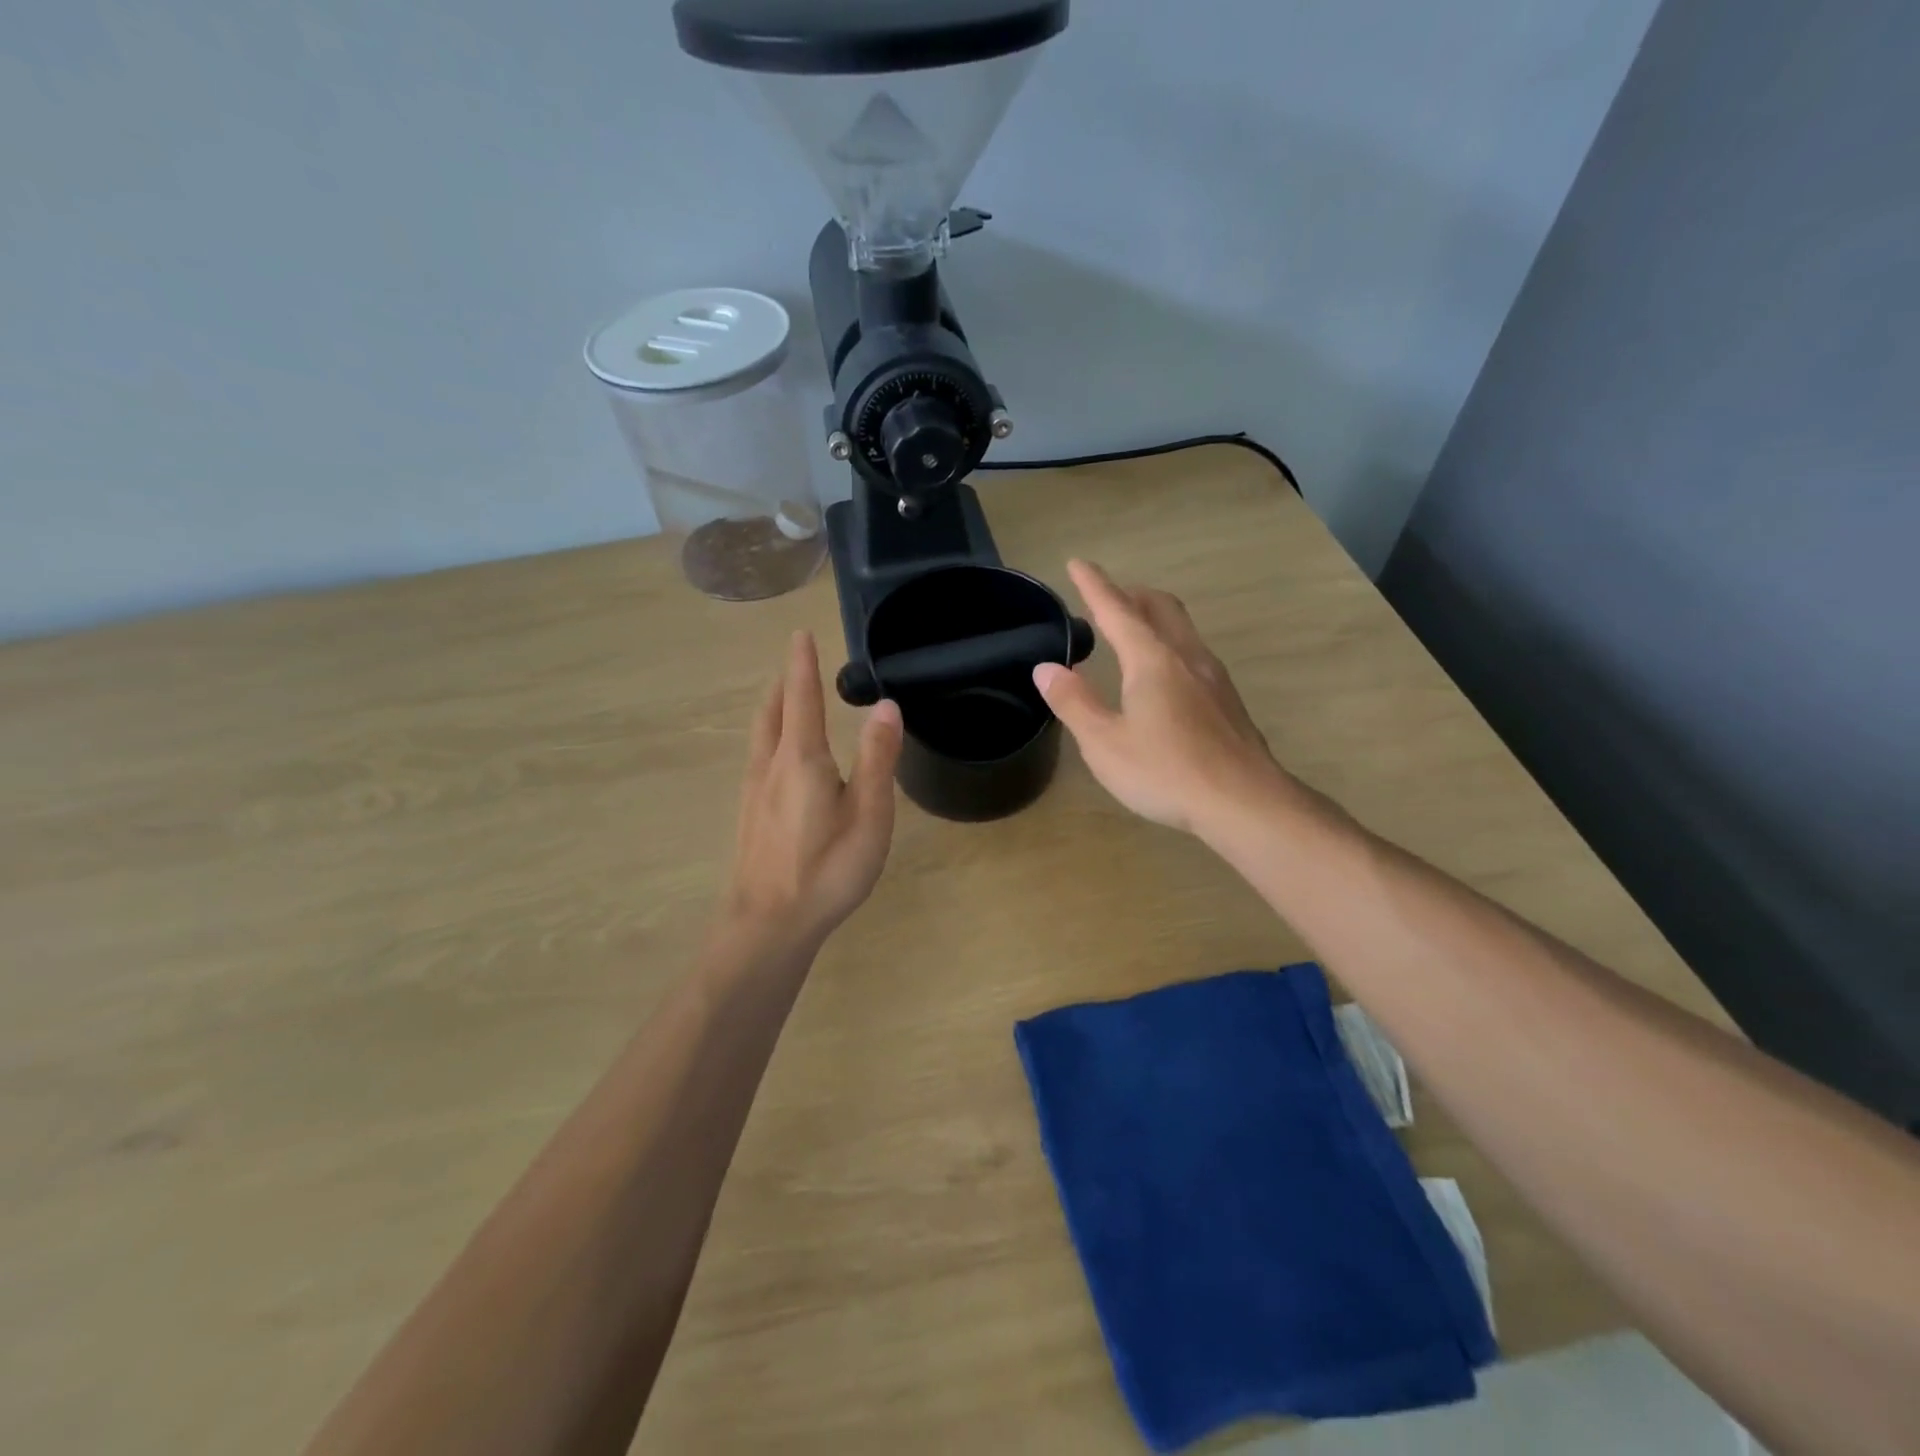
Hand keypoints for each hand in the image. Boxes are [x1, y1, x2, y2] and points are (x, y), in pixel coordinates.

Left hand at [723, 632, 902, 948]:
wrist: (769, 924)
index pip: (802, 697)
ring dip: (774, 708)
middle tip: (796, 661)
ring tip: (785, 697)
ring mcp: (754, 791)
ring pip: (761, 735)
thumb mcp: (868, 814)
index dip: (802, 664)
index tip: (800, 633)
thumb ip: (877, 758)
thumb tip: (886, 705)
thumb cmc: (826, 869)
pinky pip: (758, 757)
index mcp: (801, 758)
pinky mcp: (750, 815)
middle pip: (773, 711)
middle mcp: (770, 766)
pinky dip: (769, 736)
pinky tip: (777, 756)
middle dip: (785, 682)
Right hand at [1034, 560, 1292, 835]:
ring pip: (1182, 628)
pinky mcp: (1227, 701)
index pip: (1117, 610)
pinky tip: (1163, 677)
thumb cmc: (1166, 771)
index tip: (1078, 563)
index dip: (1094, 586)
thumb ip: (1074, 702)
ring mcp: (1214, 677)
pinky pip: (1193, 654)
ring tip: (1131, 632)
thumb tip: (1047, 668)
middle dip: (1131, 594)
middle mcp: (1186, 657)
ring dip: (1154, 618)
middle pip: (1160, 607)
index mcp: (1152, 660)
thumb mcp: (1104, 743)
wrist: (1245, 802)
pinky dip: (1169, 645)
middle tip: (1107, 598)